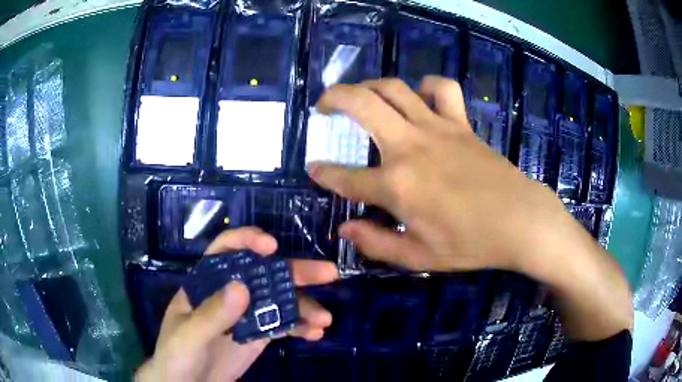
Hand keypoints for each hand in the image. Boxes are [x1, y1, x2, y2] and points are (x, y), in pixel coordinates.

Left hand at [135, 227, 337, 381]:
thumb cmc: (176, 356)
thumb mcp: (188, 336)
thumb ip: (211, 315)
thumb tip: (242, 286)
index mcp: (205, 285)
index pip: (225, 251)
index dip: (248, 241)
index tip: (272, 246)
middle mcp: (228, 294)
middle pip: (263, 274)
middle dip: (294, 271)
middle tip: (328, 273)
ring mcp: (245, 316)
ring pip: (279, 300)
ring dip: (304, 305)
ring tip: (324, 320)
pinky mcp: (257, 336)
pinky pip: (282, 325)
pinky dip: (300, 326)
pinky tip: (315, 333)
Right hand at [308, 76, 566, 271]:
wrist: (520, 221)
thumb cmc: (471, 244)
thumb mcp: (419, 257)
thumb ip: (376, 243)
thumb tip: (345, 228)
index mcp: (397, 185)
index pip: (344, 177)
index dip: (323, 173)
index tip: (313, 169)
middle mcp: (410, 147)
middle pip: (361, 104)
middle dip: (333, 98)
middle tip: (322, 105)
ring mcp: (437, 128)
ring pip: (395, 88)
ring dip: (369, 85)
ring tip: (360, 95)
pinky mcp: (461, 123)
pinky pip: (443, 89)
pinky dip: (427, 85)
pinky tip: (420, 96)